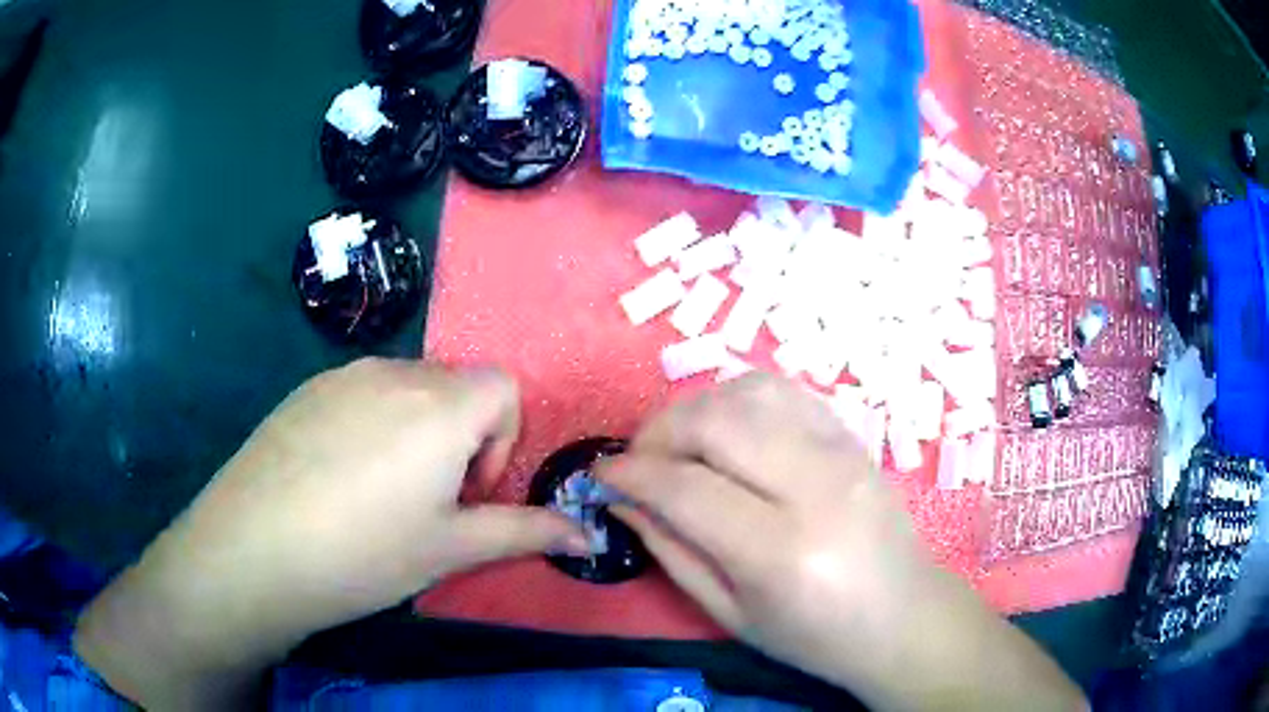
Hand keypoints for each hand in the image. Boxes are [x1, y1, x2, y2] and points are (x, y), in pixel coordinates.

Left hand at [75, 358, 586, 707]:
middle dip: (460, 438)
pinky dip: (371, 425)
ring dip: (415, 430)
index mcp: (441, 405)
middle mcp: (396, 372)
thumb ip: (525, 533)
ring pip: (406, 388)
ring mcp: (343, 374)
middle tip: (428, 500)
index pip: (503, 387)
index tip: (470, 492)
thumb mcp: (451, 548)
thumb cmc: (364, 552)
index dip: (502, 439)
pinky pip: (360, 392)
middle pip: (454, 387)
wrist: (255, 548)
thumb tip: (588, 538)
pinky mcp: (307, 388)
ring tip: (381, 491)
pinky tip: (337, 478)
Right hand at [596, 373, 1083, 710]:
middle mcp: (815, 488)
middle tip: (640, 460)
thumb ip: (671, 550)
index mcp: (781, 552)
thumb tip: (621, 498)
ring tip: (681, 443)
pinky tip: (728, 429)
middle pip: (717, 423)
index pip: (686, 487)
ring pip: (750, 391)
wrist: (902, 617)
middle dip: (659, 431)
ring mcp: (842, 453)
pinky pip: (786, 391)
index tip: (602, 475)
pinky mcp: (854, 437)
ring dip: (698, 408)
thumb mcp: (730, 613)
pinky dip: (741, 398)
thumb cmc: (815, 636)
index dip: (631, 474)